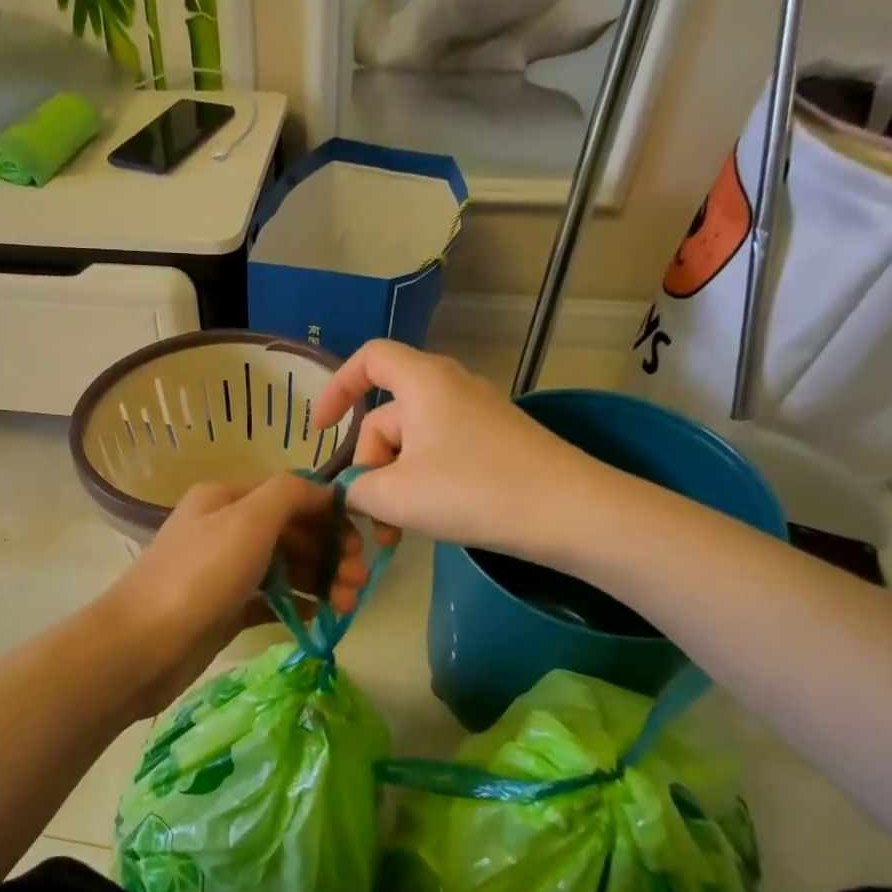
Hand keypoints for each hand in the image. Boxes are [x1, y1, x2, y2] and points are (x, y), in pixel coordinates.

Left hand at [103, 475, 370, 716]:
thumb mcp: (248, 520)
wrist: (142, 646)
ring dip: (319, 580)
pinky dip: (297, 604)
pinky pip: (271, 599)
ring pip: (284, 567)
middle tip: (358, 582)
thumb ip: (289, 494)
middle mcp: (225, 528)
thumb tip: (324, 490)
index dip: (328, 513)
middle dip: (328, 552)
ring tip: (347, 606)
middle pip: (290, 531)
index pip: (290, 494)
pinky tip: (321, 617)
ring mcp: (224, 571)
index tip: (360, 542)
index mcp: (227, 498)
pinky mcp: (225, 609)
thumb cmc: (199, 576)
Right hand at [311, 340, 617, 558]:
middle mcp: (450, 387)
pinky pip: (441, 454)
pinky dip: (423, 484)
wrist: (572, 514)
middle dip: (369, 467)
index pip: (369, 359)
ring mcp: (477, 416)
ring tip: (398, 532)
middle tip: (370, 517)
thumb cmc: (474, 491)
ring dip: (395, 484)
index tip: (319, 431)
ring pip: (413, 444)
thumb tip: (348, 490)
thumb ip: (356, 489)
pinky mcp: (496, 443)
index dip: (337, 388)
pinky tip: (430, 521)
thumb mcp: (397, 495)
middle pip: (387, 417)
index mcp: (423, 382)